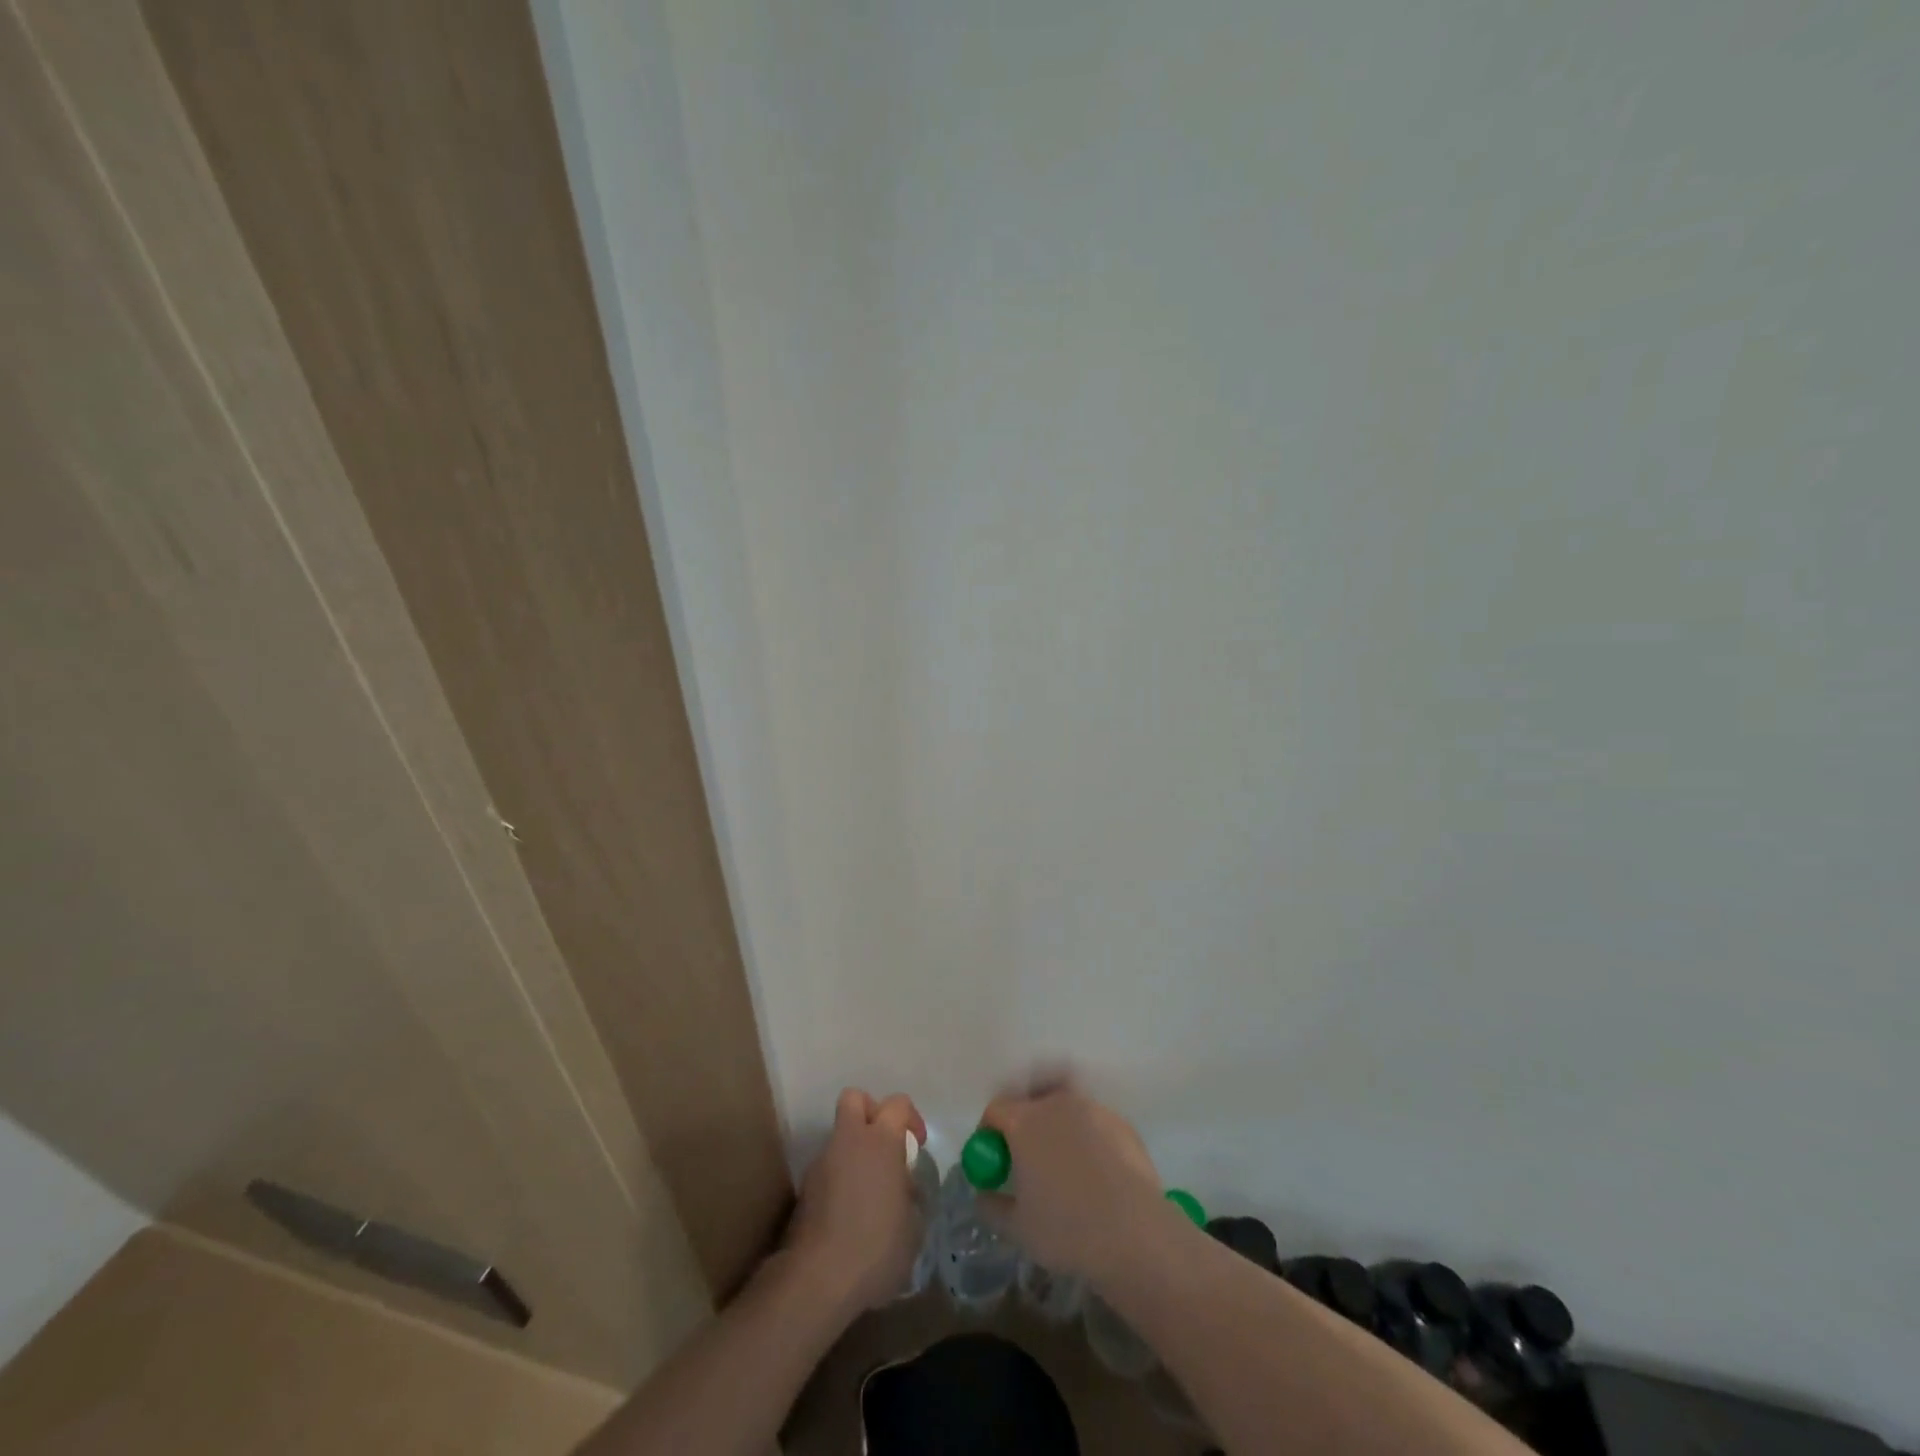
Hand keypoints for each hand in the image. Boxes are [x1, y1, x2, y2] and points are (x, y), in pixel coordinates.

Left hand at [785, 1088, 928, 1313]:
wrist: (819, 1280)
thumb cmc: (877, 1248)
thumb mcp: (913, 1226)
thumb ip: (910, 1196)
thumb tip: (904, 1189)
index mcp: (882, 1141)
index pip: (898, 1103)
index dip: (910, 1118)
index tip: (916, 1146)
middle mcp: (849, 1140)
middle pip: (855, 1098)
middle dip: (870, 1113)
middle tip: (884, 1146)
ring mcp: (822, 1162)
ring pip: (840, 1137)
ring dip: (854, 1151)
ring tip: (868, 1192)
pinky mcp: (805, 1188)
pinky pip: (828, 1168)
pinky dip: (839, 1179)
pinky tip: (849, 1214)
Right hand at [977, 1079, 1171, 1285]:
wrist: (1135, 1233)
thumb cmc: (1066, 1229)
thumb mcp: (1017, 1228)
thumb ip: (991, 1207)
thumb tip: (983, 1195)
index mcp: (1025, 1121)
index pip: (996, 1109)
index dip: (989, 1131)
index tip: (995, 1157)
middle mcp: (1056, 1104)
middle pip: (1031, 1101)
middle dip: (1023, 1122)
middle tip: (1027, 1156)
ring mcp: (1092, 1108)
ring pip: (1064, 1107)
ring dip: (1057, 1125)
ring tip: (1064, 1162)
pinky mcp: (1120, 1122)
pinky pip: (1093, 1122)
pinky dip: (1087, 1137)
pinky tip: (1097, 1172)